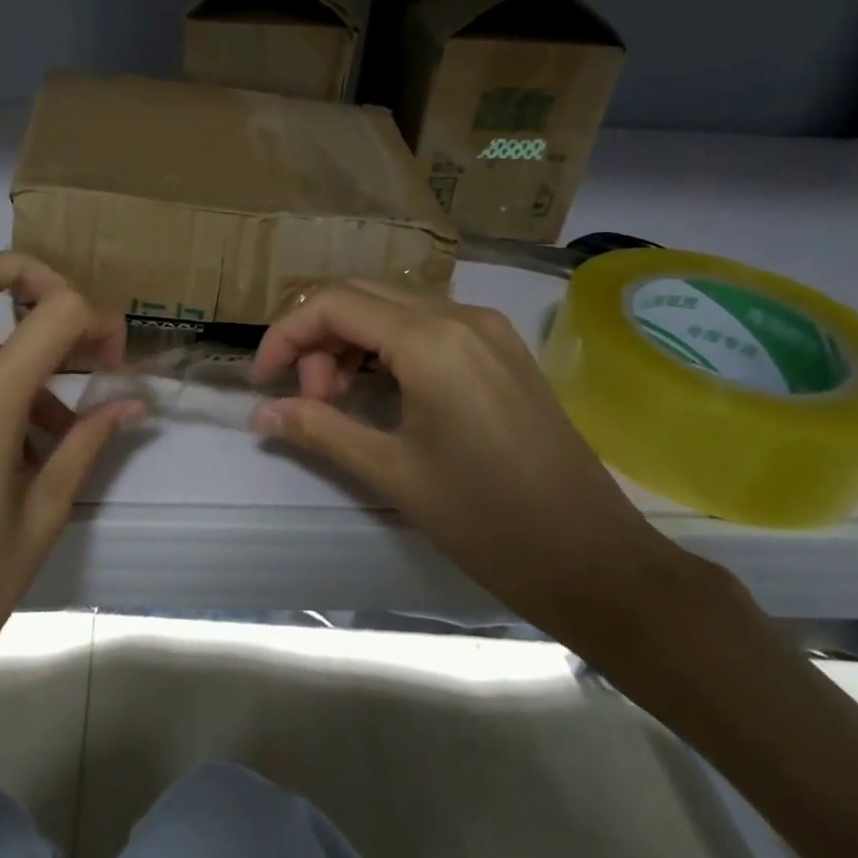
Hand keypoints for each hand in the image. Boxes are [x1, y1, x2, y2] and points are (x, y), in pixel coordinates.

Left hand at [0, 252, 139, 742]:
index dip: (91, 317)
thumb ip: (84, 445)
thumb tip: (129, 405)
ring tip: (56, 427)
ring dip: (11, 354)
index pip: (47, 317)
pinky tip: (10, 454)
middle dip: (18, 273)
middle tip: (63, 313)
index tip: (113, 352)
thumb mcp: (40, 518)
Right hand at [250, 281, 681, 637]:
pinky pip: (427, 326)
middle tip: (306, 399)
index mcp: (431, 340)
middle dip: (317, 338)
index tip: (265, 383)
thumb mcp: (392, 473)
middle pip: (361, 296)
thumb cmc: (487, 520)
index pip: (333, 304)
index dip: (285, 336)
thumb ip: (319, 429)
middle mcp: (460, 316)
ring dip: (351, 343)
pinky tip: (380, 393)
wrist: (595, 561)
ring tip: (339, 403)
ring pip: (393, 308)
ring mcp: (488, 330)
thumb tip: (262, 414)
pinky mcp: (502, 351)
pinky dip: (387, 348)